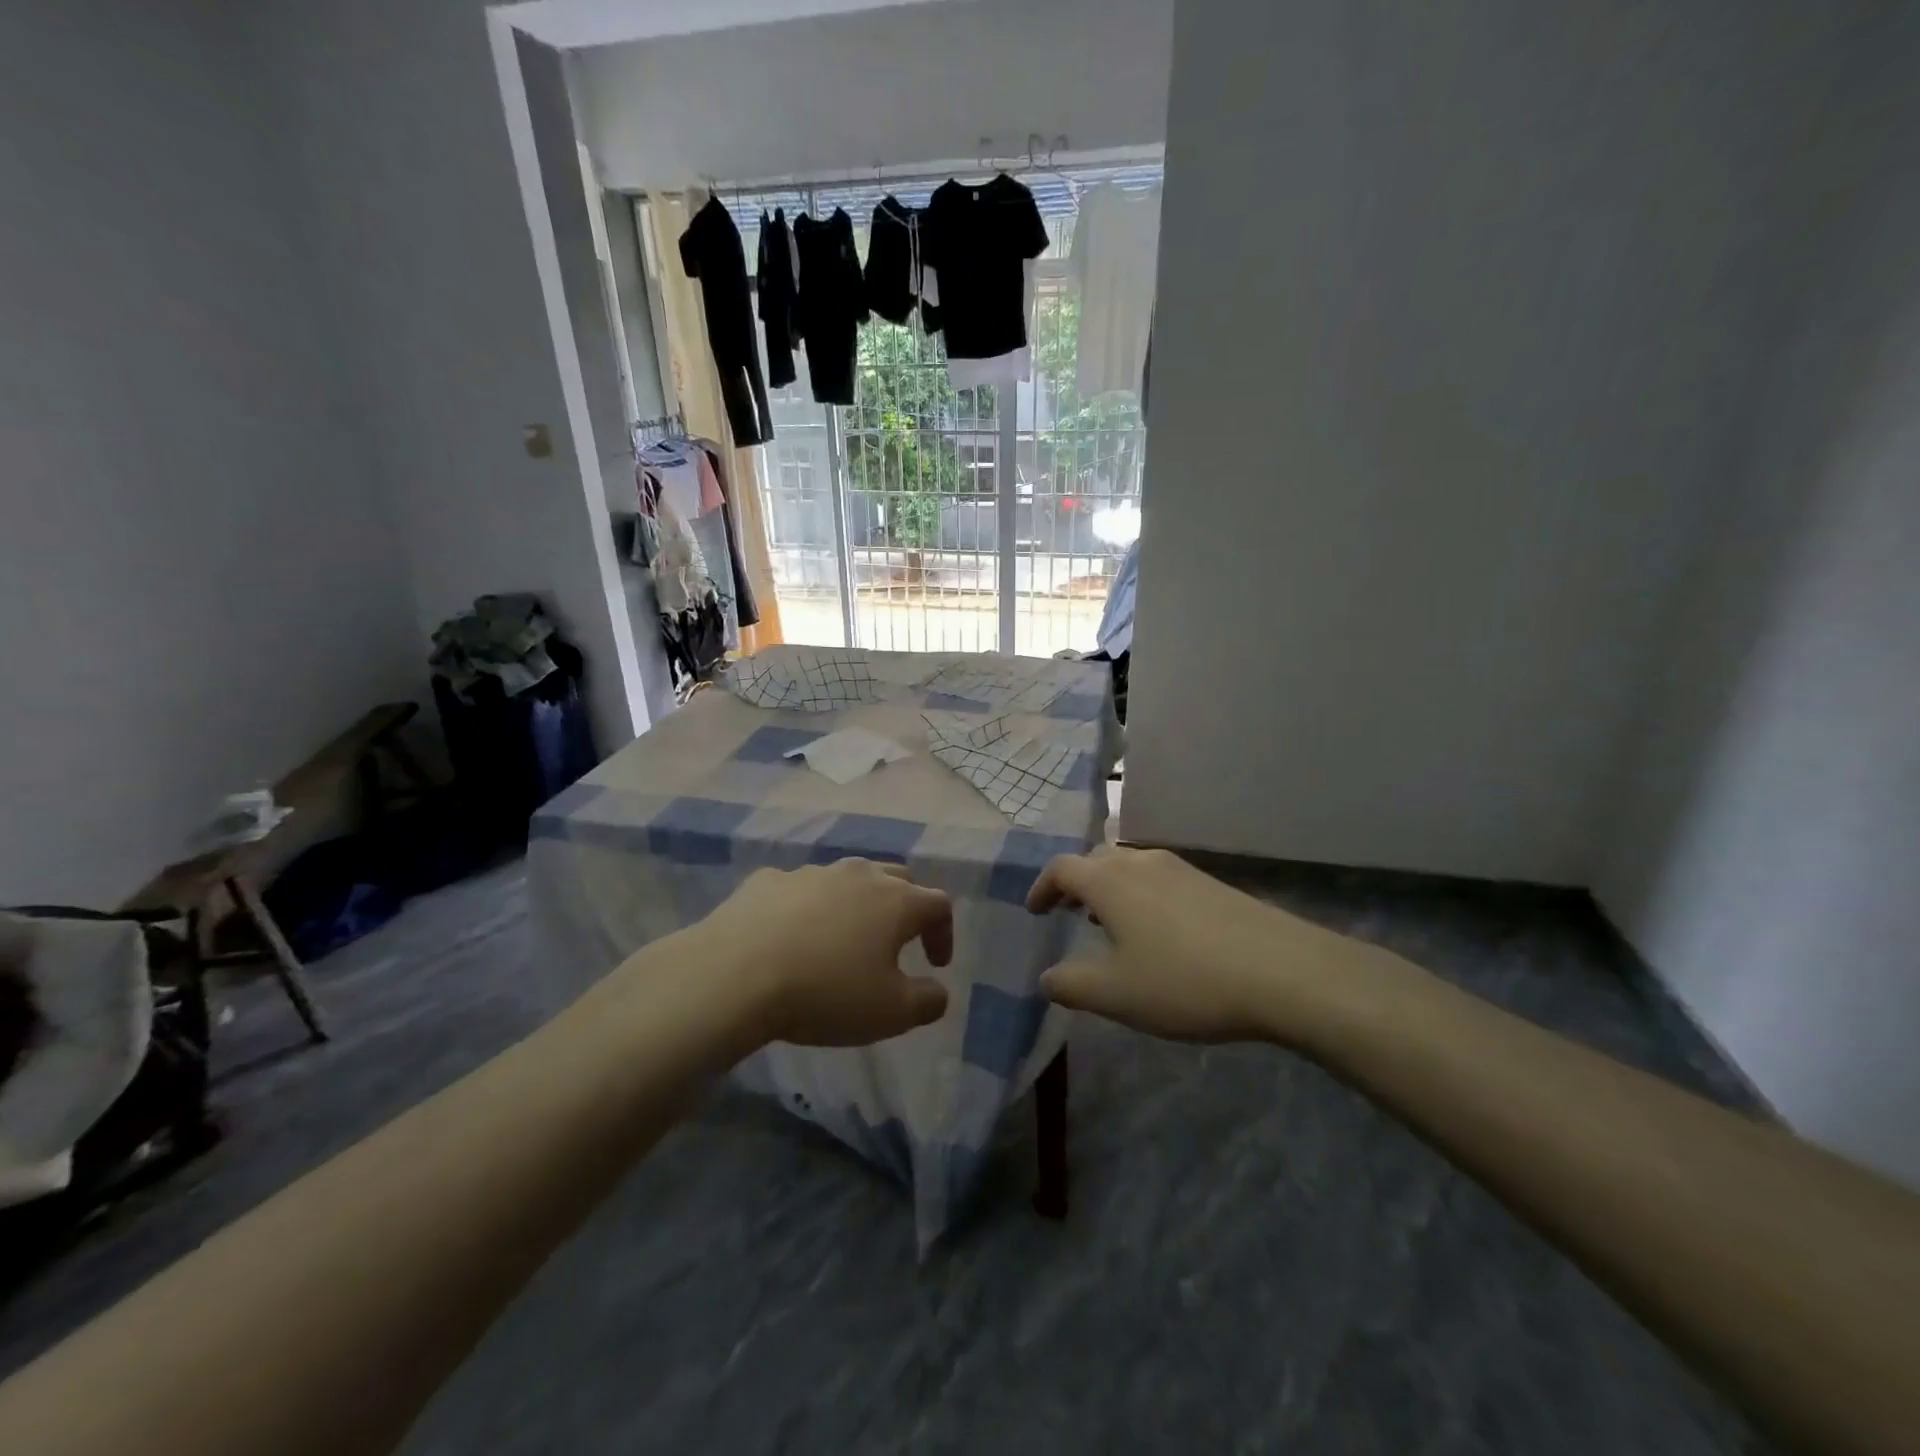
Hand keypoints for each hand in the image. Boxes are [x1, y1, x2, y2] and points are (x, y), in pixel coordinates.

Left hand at [690, 859, 951, 1046]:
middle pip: (897, 878)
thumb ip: (927, 1001)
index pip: (938, 904)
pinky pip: (799, 890)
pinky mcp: (767, 880)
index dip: (944, 933)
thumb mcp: (891, 1013)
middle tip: (897, 942)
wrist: (734, 975)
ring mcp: (810, 872)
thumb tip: (937, 990)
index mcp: (896, 901)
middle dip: (905, 907)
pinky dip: (807, 908)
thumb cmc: (825, 993)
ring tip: (842, 940)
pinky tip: (791, 937)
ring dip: (855, 905)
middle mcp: (858, 874)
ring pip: (846, 879)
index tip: (935, 965)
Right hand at [1027, 846, 1359, 1043]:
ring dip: (1110, 889)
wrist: (1284, 972)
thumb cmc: (1185, 980)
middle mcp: (1141, 862)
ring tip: (1109, 922)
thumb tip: (1045, 978)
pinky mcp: (1212, 884)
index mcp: (1109, 881)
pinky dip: (1141, 896)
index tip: (1034, 912)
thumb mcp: (1116, 994)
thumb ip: (1071, 986)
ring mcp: (1181, 869)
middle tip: (1068, 912)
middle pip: (1096, 860)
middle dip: (1076, 884)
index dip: (1041, 888)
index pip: (1061, 869)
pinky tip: (1157, 932)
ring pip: (1130, 867)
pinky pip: (1160, 880)